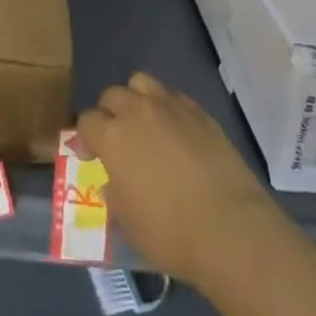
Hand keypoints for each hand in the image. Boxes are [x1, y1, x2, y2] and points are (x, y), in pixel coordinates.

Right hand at [77, 72, 277, 285]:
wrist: (230, 227)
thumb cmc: (170, 232)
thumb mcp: (127, 221)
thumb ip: (114, 192)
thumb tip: (115, 180)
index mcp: (113, 136)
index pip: (86, 121)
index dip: (85, 137)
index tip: (90, 155)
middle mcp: (138, 111)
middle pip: (113, 95)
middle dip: (109, 113)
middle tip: (117, 139)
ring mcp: (171, 107)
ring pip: (143, 83)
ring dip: (137, 99)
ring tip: (145, 125)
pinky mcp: (200, 112)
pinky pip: (174, 97)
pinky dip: (168, 109)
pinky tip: (176, 133)